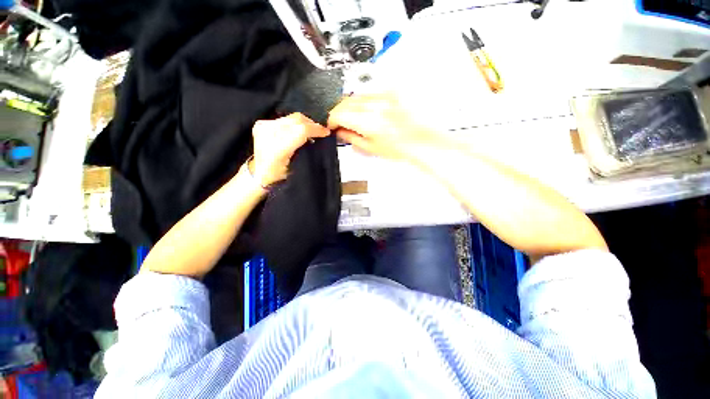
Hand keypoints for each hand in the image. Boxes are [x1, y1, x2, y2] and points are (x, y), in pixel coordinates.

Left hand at [251, 113, 329, 185]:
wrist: (259, 173)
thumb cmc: (279, 175)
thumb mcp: (296, 167)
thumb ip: (305, 150)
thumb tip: (316, 138)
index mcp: (277, 149)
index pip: (301, 130)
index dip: (316, 129)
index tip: (326, 132)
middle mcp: (268, 134)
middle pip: (296, 120)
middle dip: (312, 124)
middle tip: (321, 131)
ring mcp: (263, 127)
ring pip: (291, 117)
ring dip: (305, 123)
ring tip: (312, 130)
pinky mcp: (262, 123)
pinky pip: (284, 119)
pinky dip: (295, 123)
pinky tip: (300, 130)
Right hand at [327, 93, 444, 160]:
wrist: (421, 140)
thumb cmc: (400, 147)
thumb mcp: (371, 148)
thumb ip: (351, 138)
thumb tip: (340, 131)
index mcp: (367, 121)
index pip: (338, 113)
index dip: (331, 119)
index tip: (331, 125)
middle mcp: (374, 104)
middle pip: (345, 102)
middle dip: (339, 112)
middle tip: (341, 123)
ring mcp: (383, 95)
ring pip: (356, 96)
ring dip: (351, 106)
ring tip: (357, 119)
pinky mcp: (391, 91)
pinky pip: (369, 93)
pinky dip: (364, 102)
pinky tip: (369, 112)